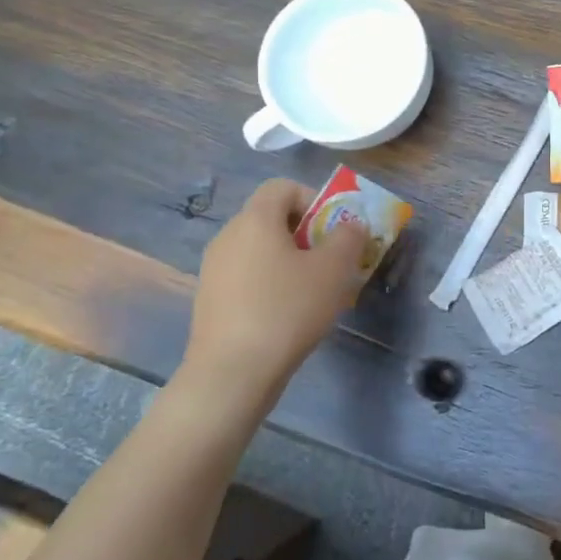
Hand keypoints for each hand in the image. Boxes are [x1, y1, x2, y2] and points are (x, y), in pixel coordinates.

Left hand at [179, 178, 369, 396]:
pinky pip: (247, 276)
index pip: (282, 187)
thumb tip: (350, 225)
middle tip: (331, 263)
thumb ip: (348, 237)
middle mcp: (228, 236)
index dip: (313, 200)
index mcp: (255, 220)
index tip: (333, 230)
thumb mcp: (334, 270)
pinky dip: (270, 284)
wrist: (232, 372)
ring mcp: (214, 269)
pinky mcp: (210, 299)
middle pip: (271, 218)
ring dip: (289, 261)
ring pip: (260, 250)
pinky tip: (286, 315)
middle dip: (306, 234)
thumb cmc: (288, 310)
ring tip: (313, 293)